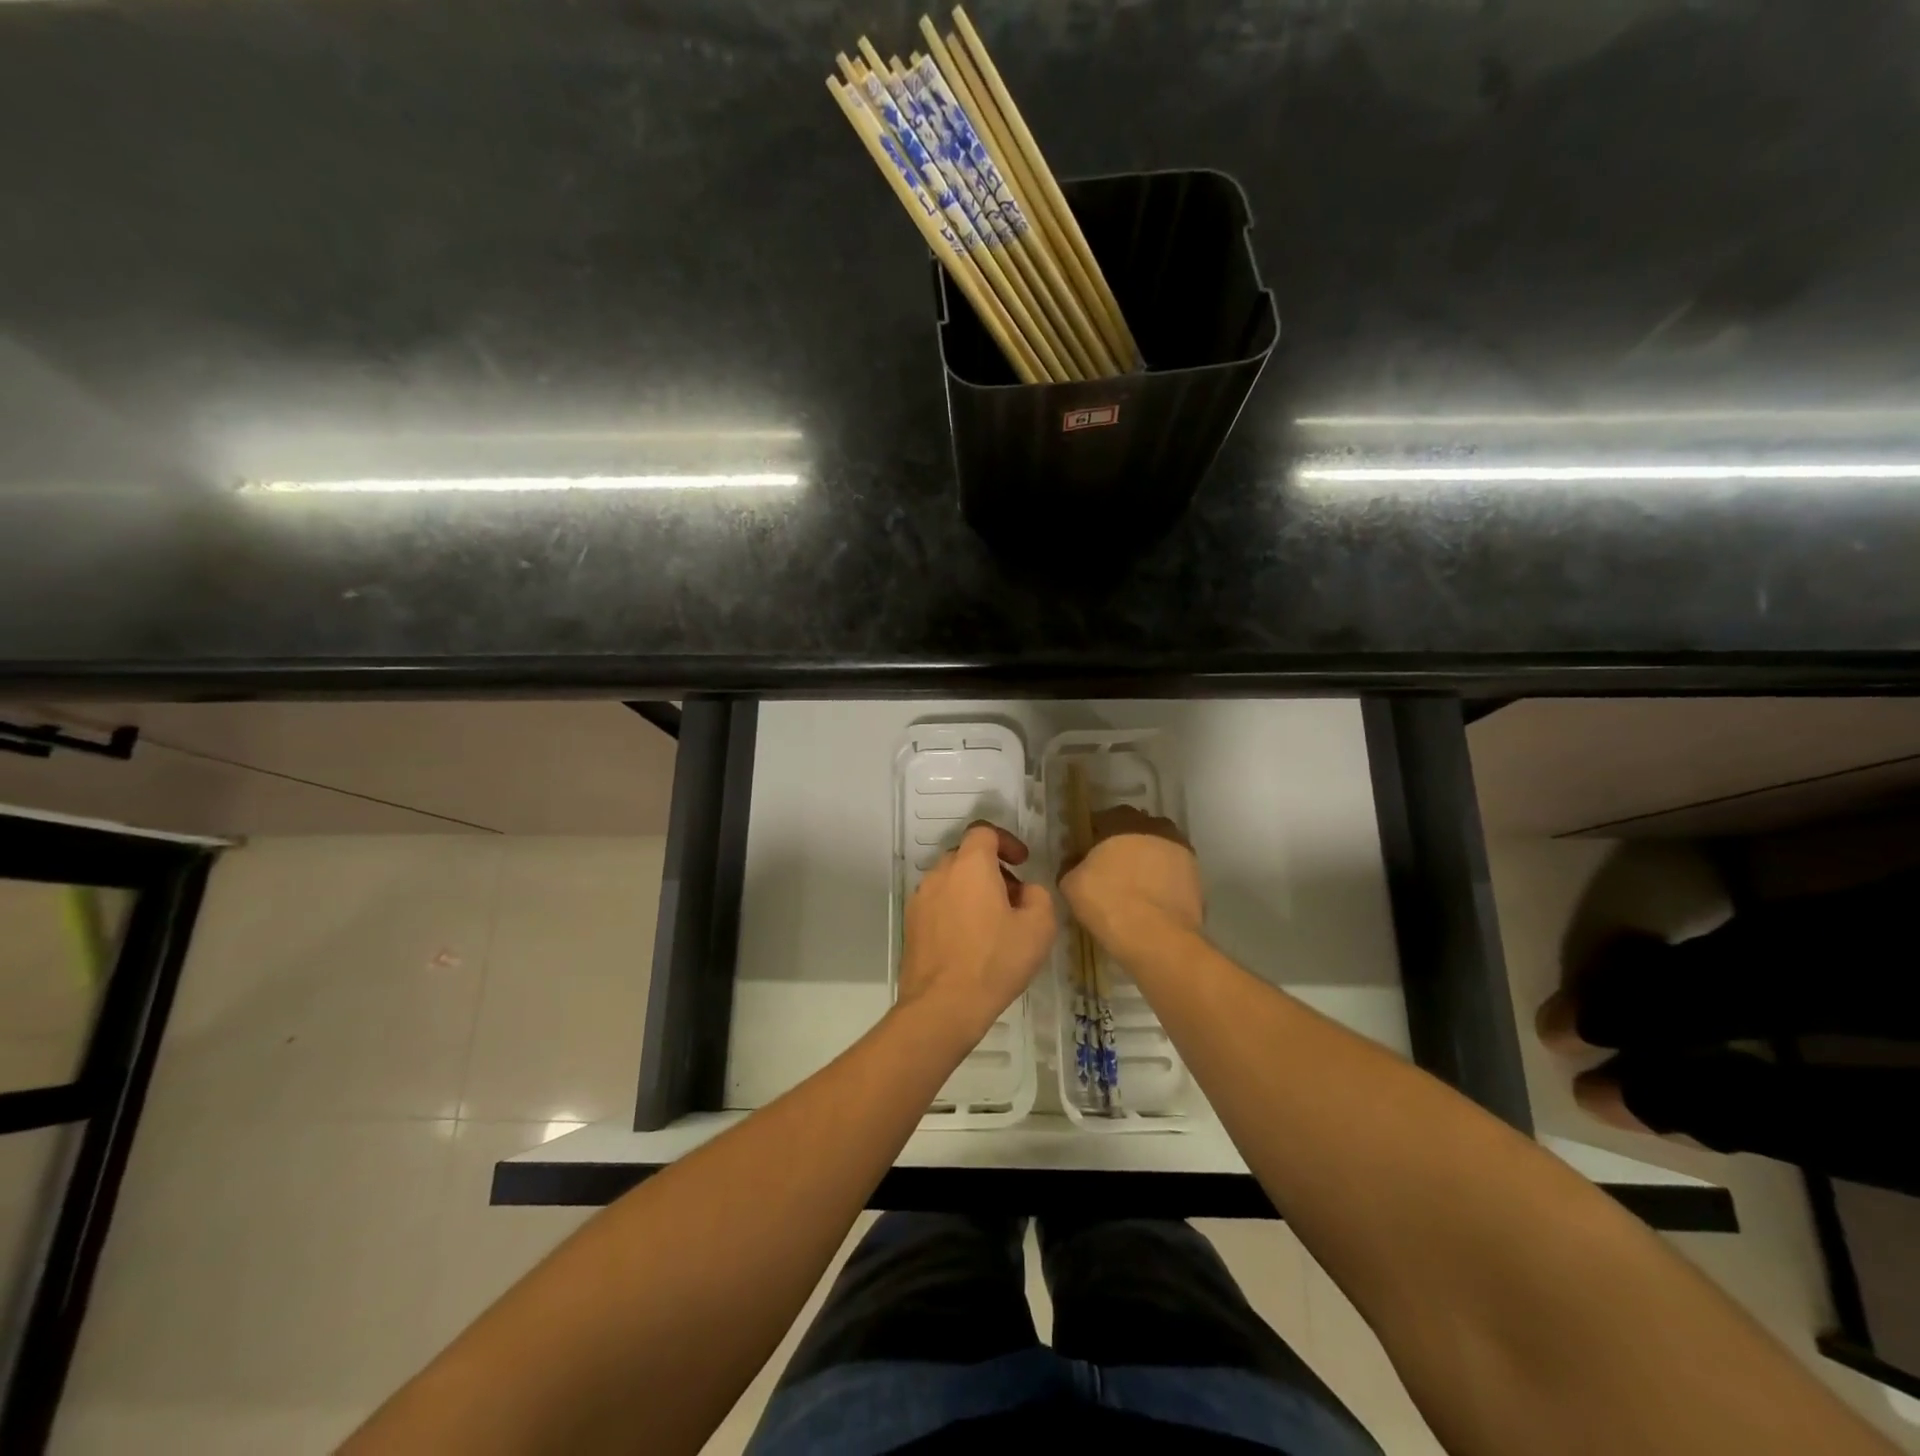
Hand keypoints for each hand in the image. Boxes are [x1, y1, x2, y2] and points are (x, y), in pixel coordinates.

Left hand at [897, 823, 1055, 1045]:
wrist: (943, 1005)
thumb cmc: (995, 961)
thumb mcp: (1039, 927)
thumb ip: (1038, 896)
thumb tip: (1024, 892)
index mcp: (970, 865)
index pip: (984, 831)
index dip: (1006, 841)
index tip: (1022, 863)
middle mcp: (940, 873)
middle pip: (966, 855)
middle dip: (991, 868)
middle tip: (1012, 897)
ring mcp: (920, 898)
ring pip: (950, 880)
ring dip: (971, 889)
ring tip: (992, 922)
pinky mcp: (911, 924)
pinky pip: (937, 903)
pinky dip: (954, 909)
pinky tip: (969, 941)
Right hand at [1060, 806, 1203, 962]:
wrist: (1157, 938)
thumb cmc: (1108, 903)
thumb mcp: (1071, 884)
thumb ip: (1070, 864)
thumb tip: (1074, 860)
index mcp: (1121, 822)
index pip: (1102, 819)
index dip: (1092, 836)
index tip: (1085, 853)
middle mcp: (1154, 827)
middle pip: (1134, 830)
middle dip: (1122, 844)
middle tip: (1110, 868)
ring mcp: (1180, 850)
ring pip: (1157, 849)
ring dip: (1146, 860)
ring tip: (1134, 886)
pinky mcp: (1197, 875)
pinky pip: (1172, 871)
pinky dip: (1162, 880)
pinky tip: (1151, 900)